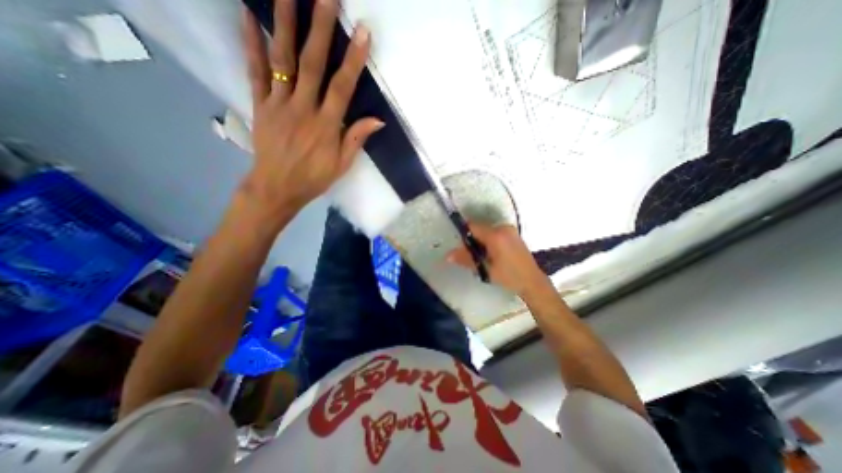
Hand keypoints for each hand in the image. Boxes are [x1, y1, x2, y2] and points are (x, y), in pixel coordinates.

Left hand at [239, 0, 384, 219]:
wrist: (277, 187)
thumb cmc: (314, 178)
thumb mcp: (342, 165)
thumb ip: (356, 139)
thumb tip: (377, 120)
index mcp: (326, 126)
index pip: (342, 88)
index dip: (353, 60)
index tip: (362, 32)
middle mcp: (303, 109)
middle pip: (312, 64)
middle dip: (320, 28)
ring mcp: (279, 104)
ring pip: (282, 59)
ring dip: (285, 23)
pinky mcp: (261, 104)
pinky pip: (255, 70)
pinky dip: (251, 42)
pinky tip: (249, 15)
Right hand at [447, 222, 546, 294]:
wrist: (533, 282)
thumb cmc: (509, 277)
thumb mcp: (485, 269)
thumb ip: (466, 259)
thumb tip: (448, 256)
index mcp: (496, 235)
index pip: (473, 226)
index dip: (464, 234)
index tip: (462, 248)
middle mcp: (503, 228)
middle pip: (479, 228)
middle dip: (472, 240)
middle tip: (473, 256)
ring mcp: (510, 230)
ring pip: (487, 231)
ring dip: (481, 241)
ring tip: (483, 258)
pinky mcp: (514, 234)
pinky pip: (495, 233)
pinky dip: (489, 241)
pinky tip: (492, 255)